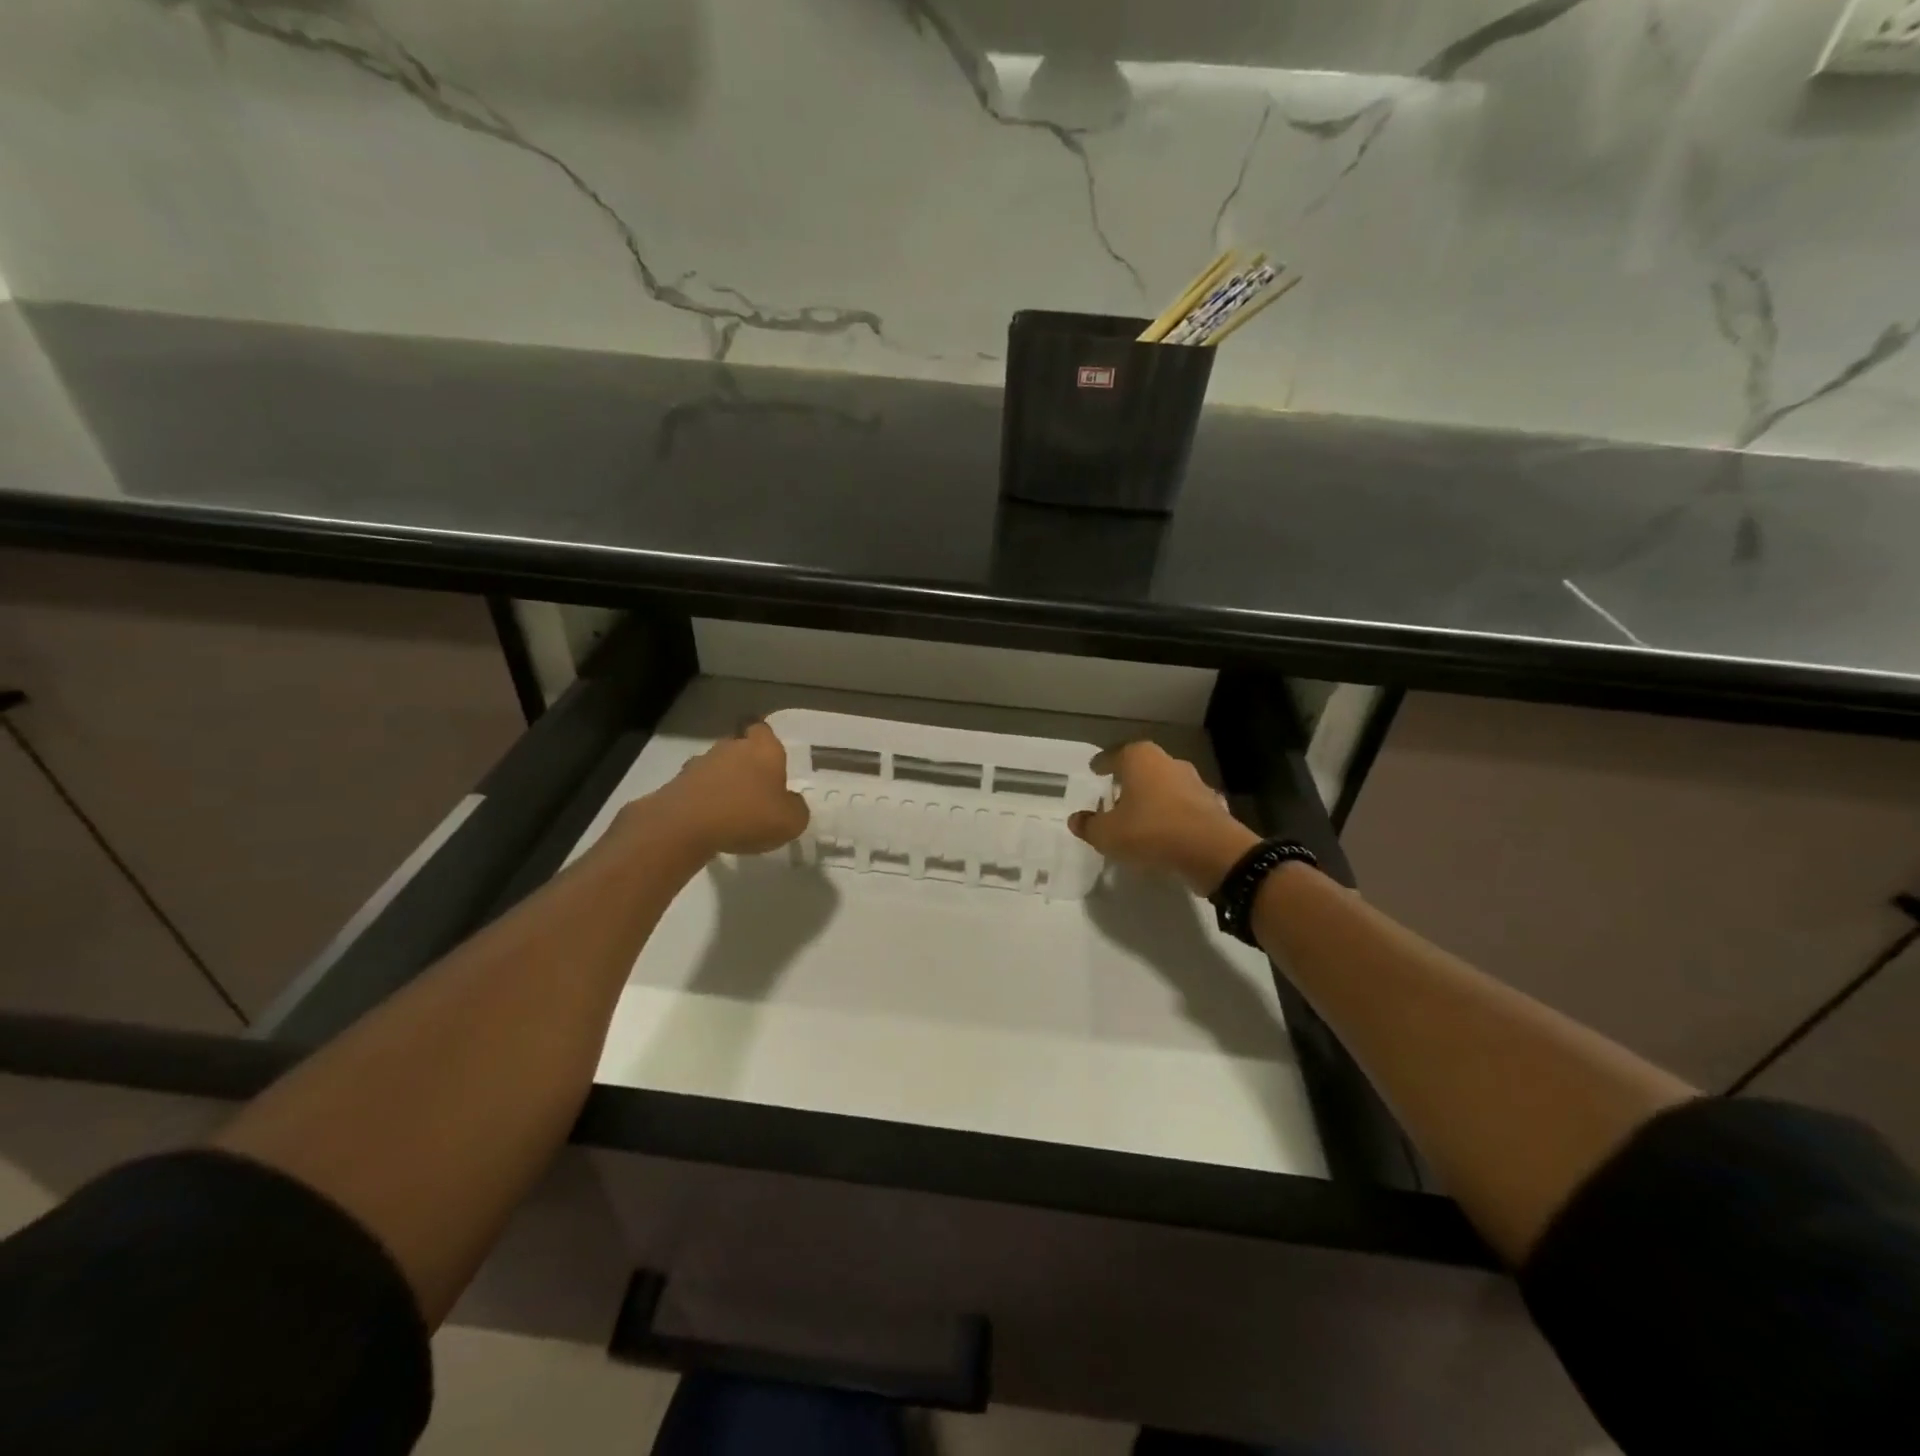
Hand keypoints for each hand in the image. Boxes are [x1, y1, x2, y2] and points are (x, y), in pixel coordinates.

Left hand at [633, 721, 809, 857]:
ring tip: (732, 808)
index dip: (767, 741)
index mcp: (764, 749)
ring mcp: (701, 763)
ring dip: (723, 781)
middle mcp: (731, 747)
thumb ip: (796, 808)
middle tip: (756, 788)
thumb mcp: (791, 821)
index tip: (771, 759)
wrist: (685, 825)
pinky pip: (698, 786)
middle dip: (746, 763)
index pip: (764, 729)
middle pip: (740, 746)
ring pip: (717, 766)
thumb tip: (791, 802)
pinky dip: (704, 798)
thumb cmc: (748, 815)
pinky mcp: (678, 782)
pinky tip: (710, 820)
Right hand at [1069, 741, 1258, 896]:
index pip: (1114, 755)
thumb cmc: (1151, 831)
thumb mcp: (1107, 834)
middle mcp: (1168, 762)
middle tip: (1115, 794)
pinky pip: (1185, 806)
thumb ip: (1089, 825)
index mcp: (1140, 758)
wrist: (1211, 852)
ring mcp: (1195, 782)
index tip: (1095, 769)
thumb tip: (1076, 819)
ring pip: (1166, 785)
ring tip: (1141, 815)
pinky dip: (1174, 815)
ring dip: (1154, 797)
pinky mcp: (1212, 804)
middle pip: (1143, 767)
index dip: (1102, 764)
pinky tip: (1168, 830)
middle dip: (1129, 779)